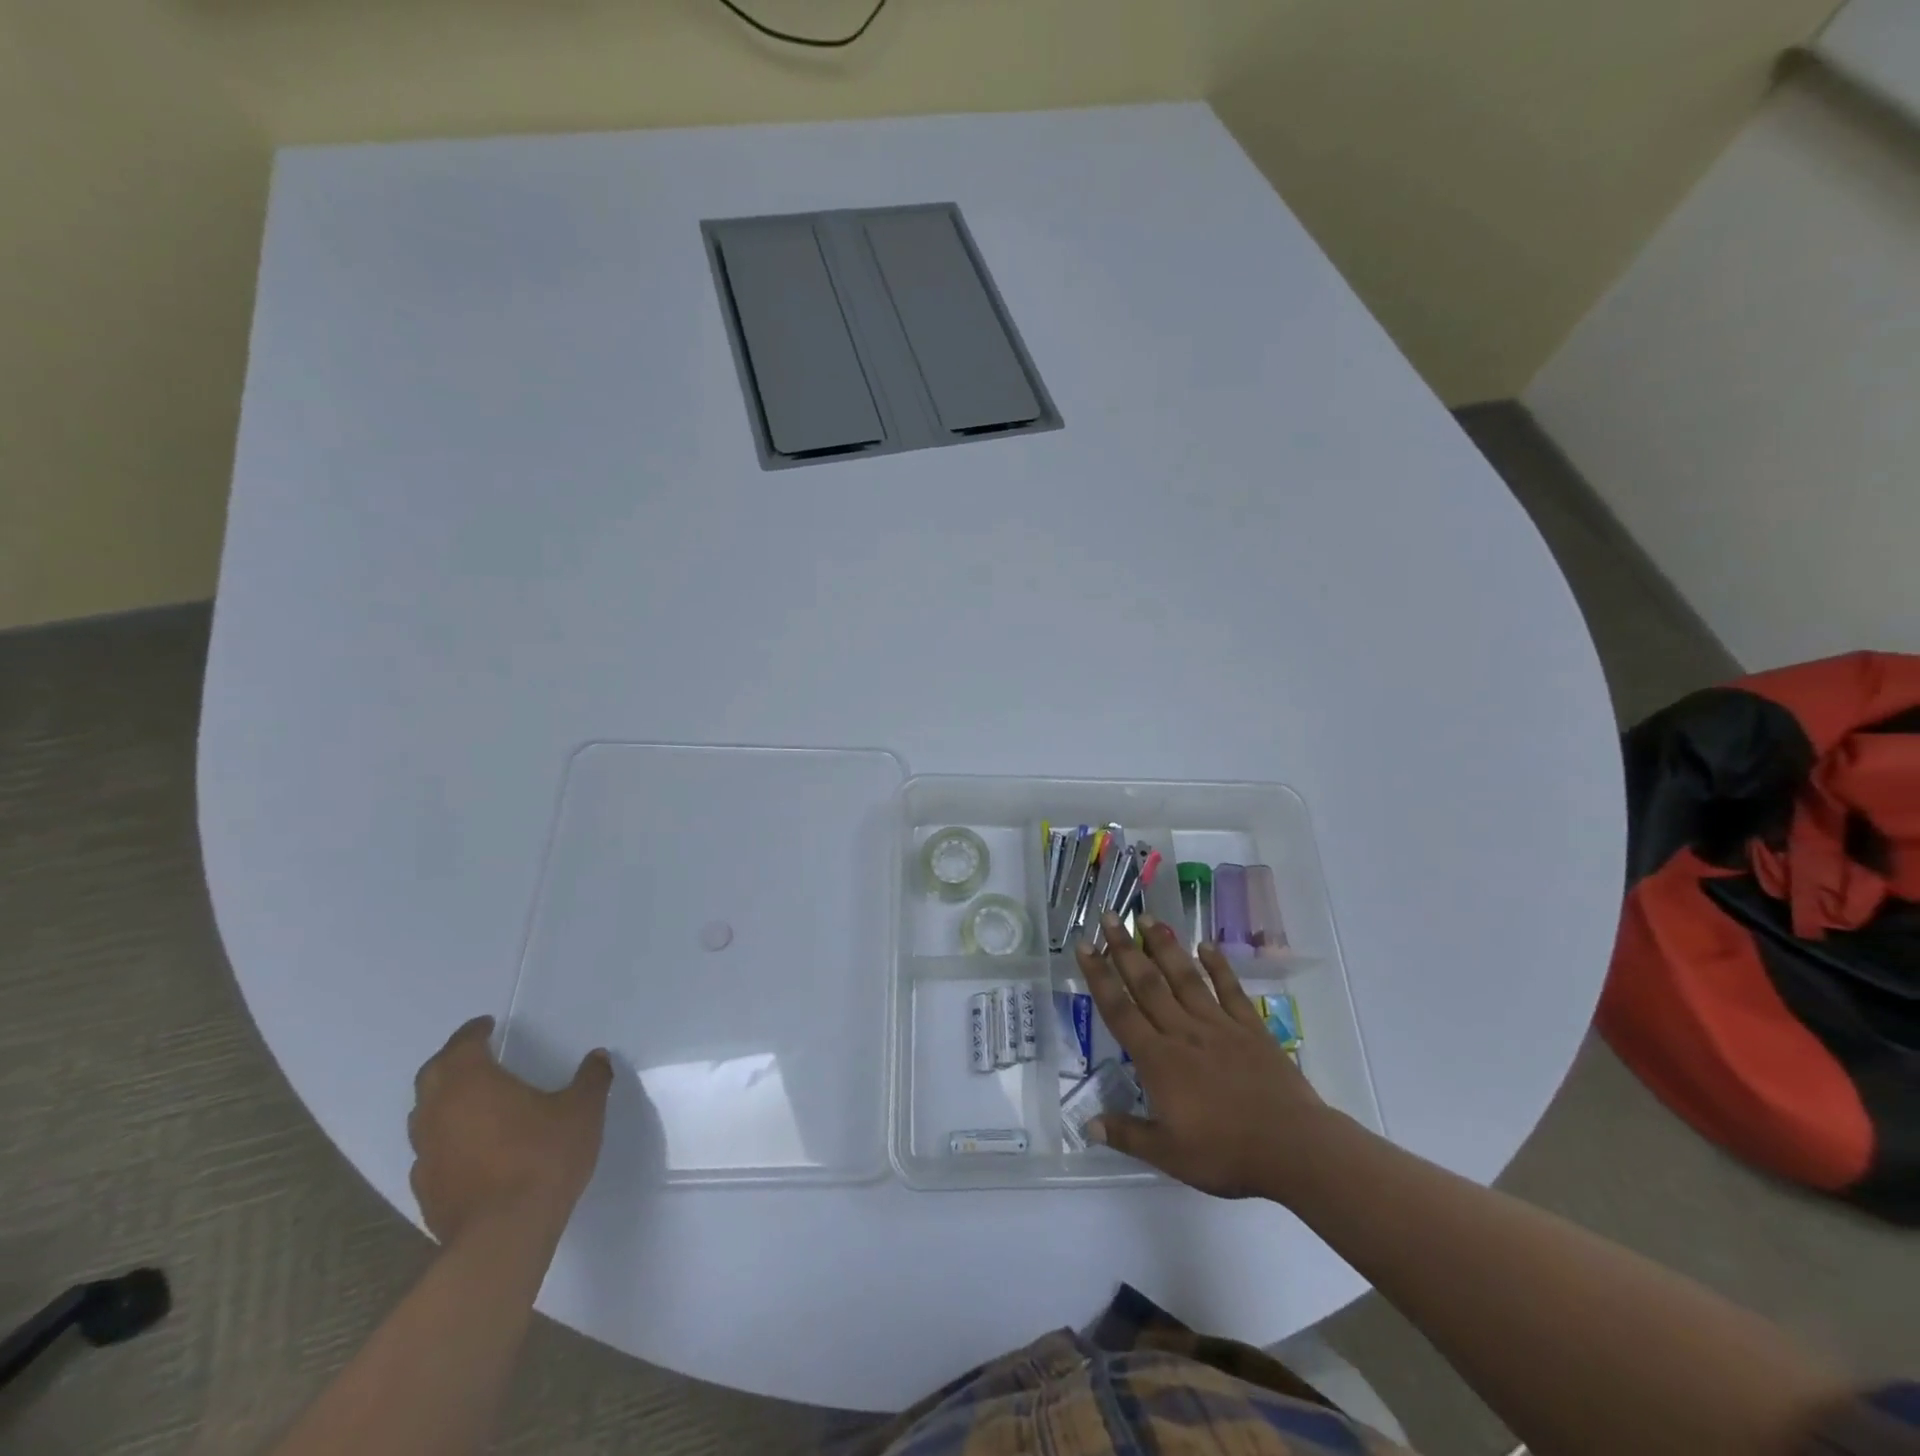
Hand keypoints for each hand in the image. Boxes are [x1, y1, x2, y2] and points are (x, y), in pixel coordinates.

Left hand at [407, 1016, 612, 1244]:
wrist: (502, 1237)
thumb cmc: (542, 1158)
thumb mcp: (583, 1110)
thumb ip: (591, 1079)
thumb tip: (598, 1058)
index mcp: (471, 1083)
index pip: (462, 1045)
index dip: (473, 1032)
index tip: (486, 1025)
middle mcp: (438, 1113)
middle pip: (432, 1076)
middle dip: (452, 1060)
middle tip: (475, 1055)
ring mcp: (426, 1154)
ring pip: (425, 1115)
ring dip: (444, 1101)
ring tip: (473, 1100)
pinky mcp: (426, 1190)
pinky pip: (431, 1150)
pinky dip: (447, 1138)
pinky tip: (471, 1147)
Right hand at [1075, 912, 1327, 1199]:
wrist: (1294, 1148)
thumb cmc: (1226, 1154)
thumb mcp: (1168, 1155)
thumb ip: (1127, 1135)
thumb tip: (1087, 1124)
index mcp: (1158, 1060)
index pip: (1119, 1011)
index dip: (1099, 977)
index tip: (1085, 946)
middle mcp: (1183, 1032)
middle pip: (1148, 983)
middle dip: (1125, 949)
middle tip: (1110, 916)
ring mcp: (1219, 1026)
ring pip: (1185, 978)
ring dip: (1165, 946)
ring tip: (1148, 918)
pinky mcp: (1251, 1029)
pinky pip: (1231, 990)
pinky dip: (1218, 966)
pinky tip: (1207, 945)